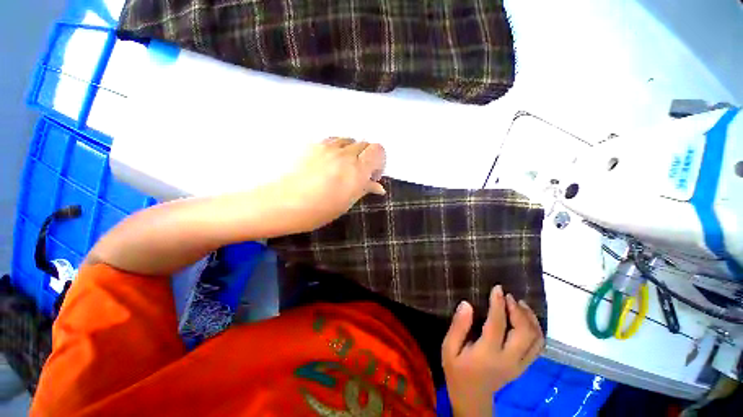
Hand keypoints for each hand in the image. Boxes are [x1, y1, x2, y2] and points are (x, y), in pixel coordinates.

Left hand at [273, 138, 385, 231]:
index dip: (379, 161)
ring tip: (342, 167)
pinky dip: (338, 148)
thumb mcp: (346, 203)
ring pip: (349, 140)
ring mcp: (328, 146)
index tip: (373, 175)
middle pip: (365, 144)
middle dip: (366, 158)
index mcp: (356, 170)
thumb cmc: (317, 210)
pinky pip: (333, 140)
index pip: (378, 150)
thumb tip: (379, 187)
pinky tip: (329, 161)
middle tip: (358, 173)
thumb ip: (364, 189)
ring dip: (352, 152)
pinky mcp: (313, 144)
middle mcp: (345, 154)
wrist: (281, 203)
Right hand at [442, 285, 543, 416]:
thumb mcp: (449, 348)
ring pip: (536, 339)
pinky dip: (536, 330)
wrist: (472, 399)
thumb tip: (466, 304)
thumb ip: (458, 326)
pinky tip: (527, 319)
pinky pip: (537, 346)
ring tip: (520, 304)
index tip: (497, 288)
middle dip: (518, 310)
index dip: (498, 304)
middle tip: (508, 296)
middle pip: (524, 332)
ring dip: (530, 319)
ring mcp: (520, 365)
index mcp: (488, 354)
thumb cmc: (457, 371)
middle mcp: (509, 359)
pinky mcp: (524, 367)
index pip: (497, 324)